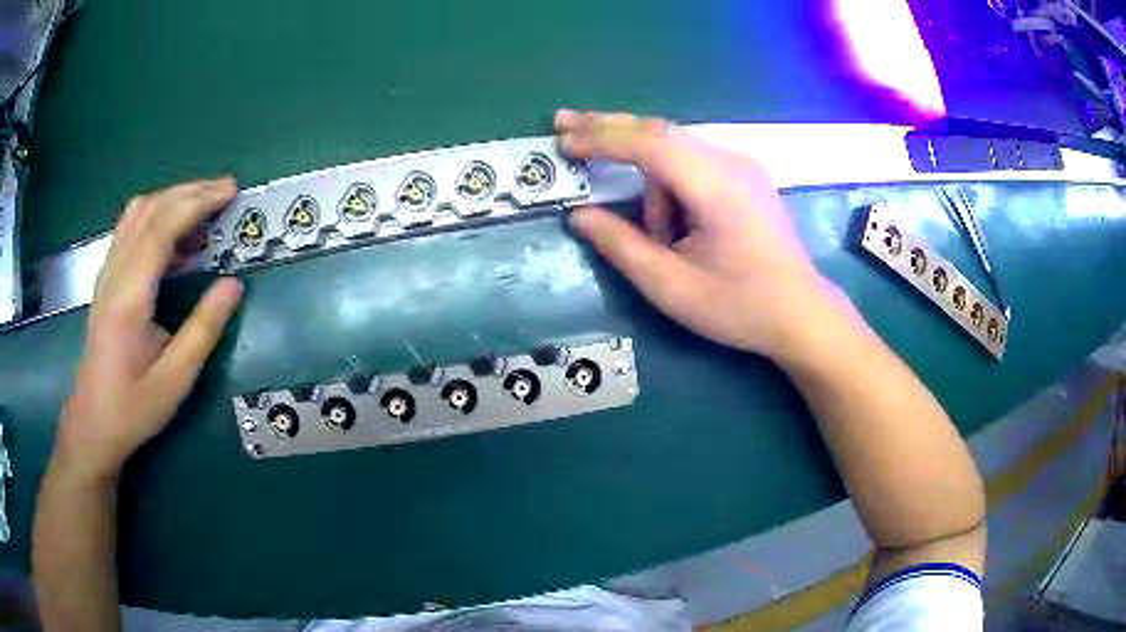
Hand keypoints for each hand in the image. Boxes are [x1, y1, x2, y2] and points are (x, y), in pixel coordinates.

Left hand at [54, 178, 243, 481]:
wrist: (92, 423)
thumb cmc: (133, 407)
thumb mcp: (175, 379)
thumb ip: (204, 328)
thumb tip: (233, 285)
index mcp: (130, 295)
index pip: (162, 227)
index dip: (198, 202)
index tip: (231, 192)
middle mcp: (114, 272)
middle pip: (150, 209)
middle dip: (190, 192)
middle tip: (226, 192)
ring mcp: (107, 273)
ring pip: (137, 213)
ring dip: (172, 198)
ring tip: (203, 207)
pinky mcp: (106, 279)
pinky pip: (130, 228)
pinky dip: (156, 215)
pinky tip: (173, 233)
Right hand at [555, 110, 830, 358]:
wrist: (801, 313)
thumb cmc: (740, 306)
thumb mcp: (671, 287)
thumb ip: (621, 246)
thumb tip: (579, 214)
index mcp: (717, 187)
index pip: (649, 143)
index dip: (601, 137)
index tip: (563, 140)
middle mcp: (732, 162)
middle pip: (660, 131)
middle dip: (609, 129)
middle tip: (563, 124)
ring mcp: (742, 165)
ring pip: (675, 151)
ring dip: (650, 183)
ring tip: (662, 238)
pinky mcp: (746, 175)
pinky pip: (693, 163)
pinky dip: (670, 185)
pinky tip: (679, 225)